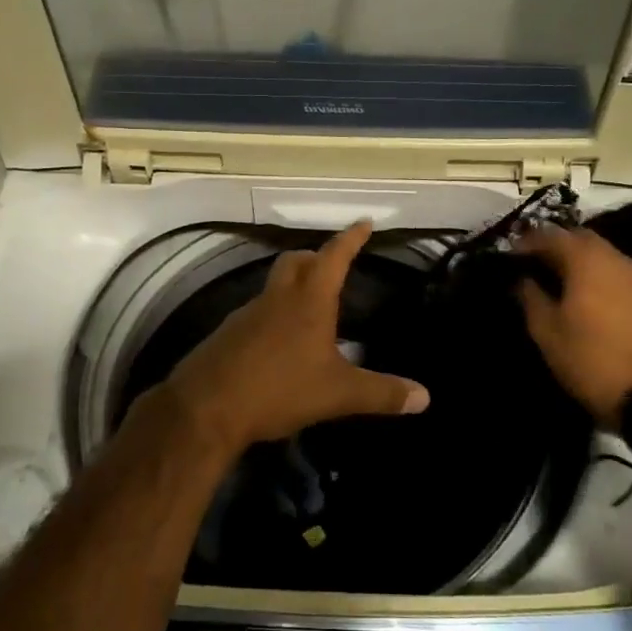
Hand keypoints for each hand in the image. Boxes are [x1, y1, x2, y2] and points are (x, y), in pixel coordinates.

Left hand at [165, 221, 429, 452]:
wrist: (205, 408)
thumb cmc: (278, 389)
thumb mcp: (338, 394)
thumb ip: (381, 394)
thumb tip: (425, 397)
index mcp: (308, 302)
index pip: (333, 257)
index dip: (351, 239)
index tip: (363, 222)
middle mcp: (276, 299)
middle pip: (295, 262)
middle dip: (316, 257)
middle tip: (333, 265)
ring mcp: (246, 315)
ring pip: (274, 288)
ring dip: (293, 288)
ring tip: (312, 311)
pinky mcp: (227, 336)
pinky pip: (257, 315)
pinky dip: (274, 317)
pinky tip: (282, 345)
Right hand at [516, 226, 631, 429]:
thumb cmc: (592, 359)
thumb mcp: (548, 334)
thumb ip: (531, 299)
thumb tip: (522, 279)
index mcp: (586, 260)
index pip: (550, 235)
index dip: (527, 242)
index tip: (511, 257)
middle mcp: (615, 258)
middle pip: (581, 239)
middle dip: (557, 247)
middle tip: (536, 267)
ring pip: (603, 256)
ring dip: (580, 262)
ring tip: (560, 284)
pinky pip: (618, 275)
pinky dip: (599, 278)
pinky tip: (589, 300)